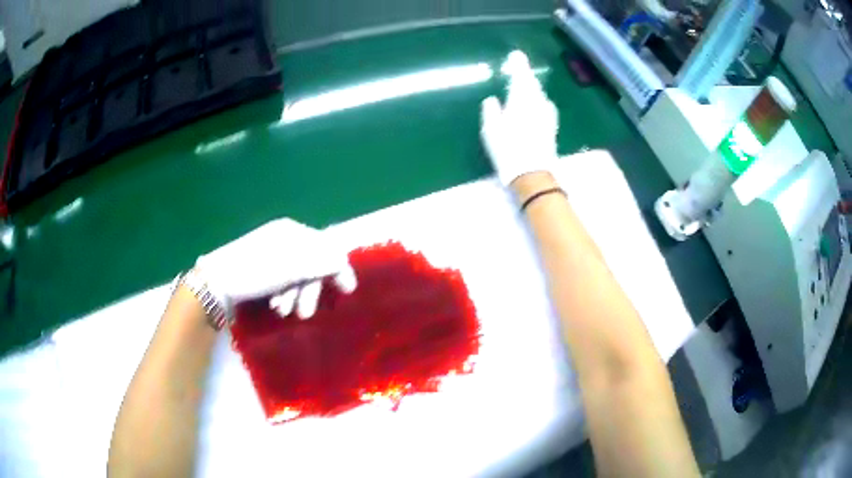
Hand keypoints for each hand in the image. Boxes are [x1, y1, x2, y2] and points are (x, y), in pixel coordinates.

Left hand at [195, 218, 356, 318]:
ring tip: (282, 311)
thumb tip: (343, 260)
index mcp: (291, 232)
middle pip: (311, 265)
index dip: (338, 268)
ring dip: (294, 297)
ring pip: (297, 278)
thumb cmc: (254, 271)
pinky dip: (283, 296)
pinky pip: (284, 283)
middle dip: (309, 290)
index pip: (325, 247)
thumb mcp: (290, 268)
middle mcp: (284, 240)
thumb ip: (320, 263)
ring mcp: (272, 256)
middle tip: (305, 313)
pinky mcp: (263, 271)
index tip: (348, 290)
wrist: (215, 284)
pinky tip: (274, 306)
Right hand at [480, 50, 558, 185]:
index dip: (519, 65)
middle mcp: (537, 104)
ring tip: (525, 84)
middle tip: (519, 67)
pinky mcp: (551, 127)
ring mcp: (546, 116)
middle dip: (525, 75)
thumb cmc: (508, 150)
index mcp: (521, 101)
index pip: (521, 77)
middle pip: (532, 85)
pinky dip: (539, 99)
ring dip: (533, 87)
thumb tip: (492, 99)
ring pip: (540, 95)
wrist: (533, 173)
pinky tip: (537, 103)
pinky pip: (545, 105)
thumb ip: (491, 110)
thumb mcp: (491, 130)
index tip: (516, 55)